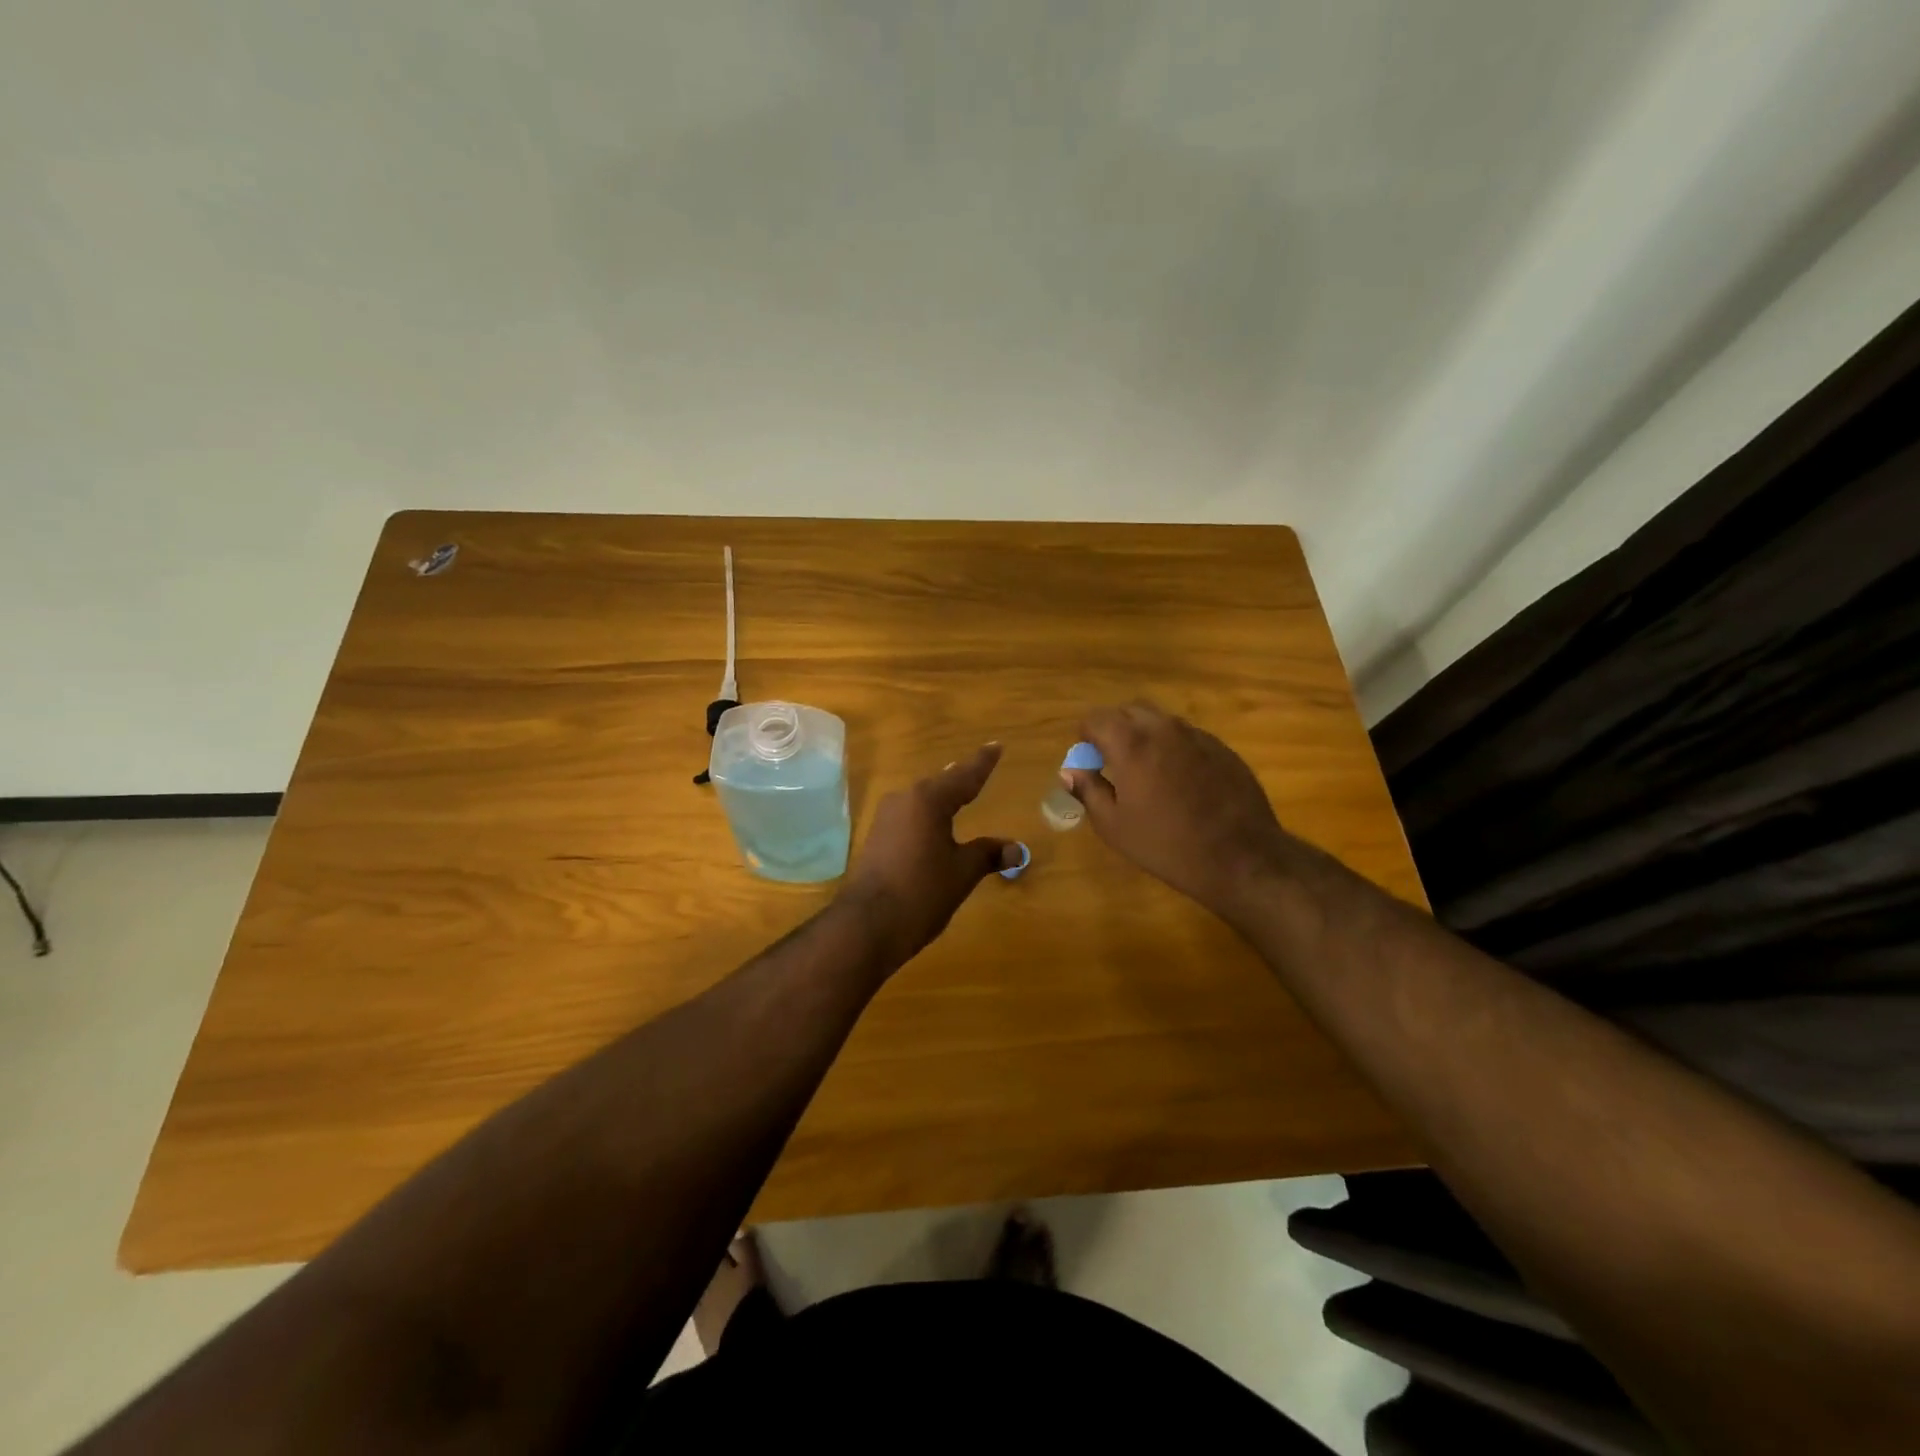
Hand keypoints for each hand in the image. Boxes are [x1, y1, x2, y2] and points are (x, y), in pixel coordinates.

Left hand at [838, 743, 1018, 967]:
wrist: (868, 924)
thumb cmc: (922, 891)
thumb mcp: (962, 872)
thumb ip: (988, 855)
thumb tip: (1016, 849)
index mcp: (928, 800)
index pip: (964, 775)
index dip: (982, 763)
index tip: (996, 746)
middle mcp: (904, 800)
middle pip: (940, 784)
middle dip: (960, 777)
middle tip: (979, 767)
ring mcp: (886, 819)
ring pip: (922, 800)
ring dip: (941, 796)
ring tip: (959, 791)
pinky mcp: (877, 838)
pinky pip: (910, 817)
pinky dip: (928, 816)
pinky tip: (934, 823)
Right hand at [1062, 703, 1291, 922]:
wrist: (1240, 858)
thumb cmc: (1166, 845)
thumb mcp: (1114, 826)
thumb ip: (1088, 790)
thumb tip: (1071, 771)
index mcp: (1131, 744)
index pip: (1096, 718)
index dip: (1086, 736)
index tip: (1089, 760)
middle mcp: (1164, 729)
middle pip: (1130, 710)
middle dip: (1116, 729)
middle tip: (1114, 762)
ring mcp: (1198, 736)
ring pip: (1161, 721)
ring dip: (1146, 736)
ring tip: (1148, 773)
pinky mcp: (1223, 749)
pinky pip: (1188, 737)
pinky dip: (1174, 749)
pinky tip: (1181, 783)